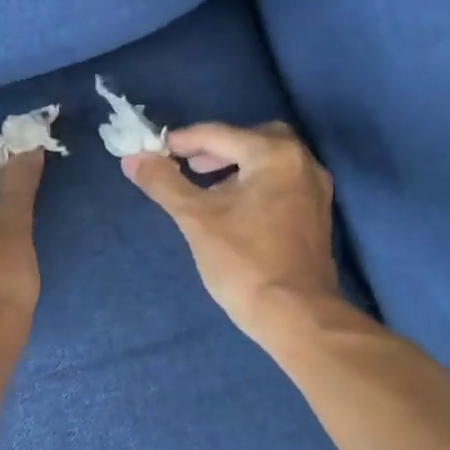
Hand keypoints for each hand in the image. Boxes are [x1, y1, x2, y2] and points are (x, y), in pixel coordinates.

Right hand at [122, 122, 339, 345]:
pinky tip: (234, 210)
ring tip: (206, 189)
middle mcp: (302, 162)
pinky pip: (281, 184)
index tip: (152, 150)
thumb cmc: (243, 262)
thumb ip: (164, 183)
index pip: (219, 134)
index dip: (181, 141)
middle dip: (216, 149)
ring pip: (269, 162)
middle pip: (252, 139)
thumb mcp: (195, 219)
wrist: (295, 315)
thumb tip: (133, 158)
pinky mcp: (315, 215)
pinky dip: (255, 185)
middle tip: (187, 166)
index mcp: (275, 155)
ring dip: (235, 167)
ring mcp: (314, 190)